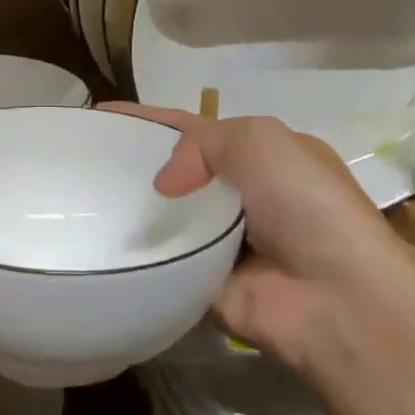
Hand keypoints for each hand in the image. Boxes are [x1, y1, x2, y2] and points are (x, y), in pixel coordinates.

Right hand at [104, 104, 414, 365]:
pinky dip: (136, 252)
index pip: (194, 129)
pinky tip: (95, 242)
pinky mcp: (202, 281)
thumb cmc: (305, 205)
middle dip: (135, 164)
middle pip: (177, 172)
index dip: (148, 120)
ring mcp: (222, 241)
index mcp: (264, 158)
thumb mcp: (259, 141)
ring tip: (78, 199)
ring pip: (164, 216)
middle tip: (82, 161)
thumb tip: (165, 185)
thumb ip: (201, 143)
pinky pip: (160, 260)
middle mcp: (243, 197)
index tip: (98, 116)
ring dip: (131, 209)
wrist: (335, 297)